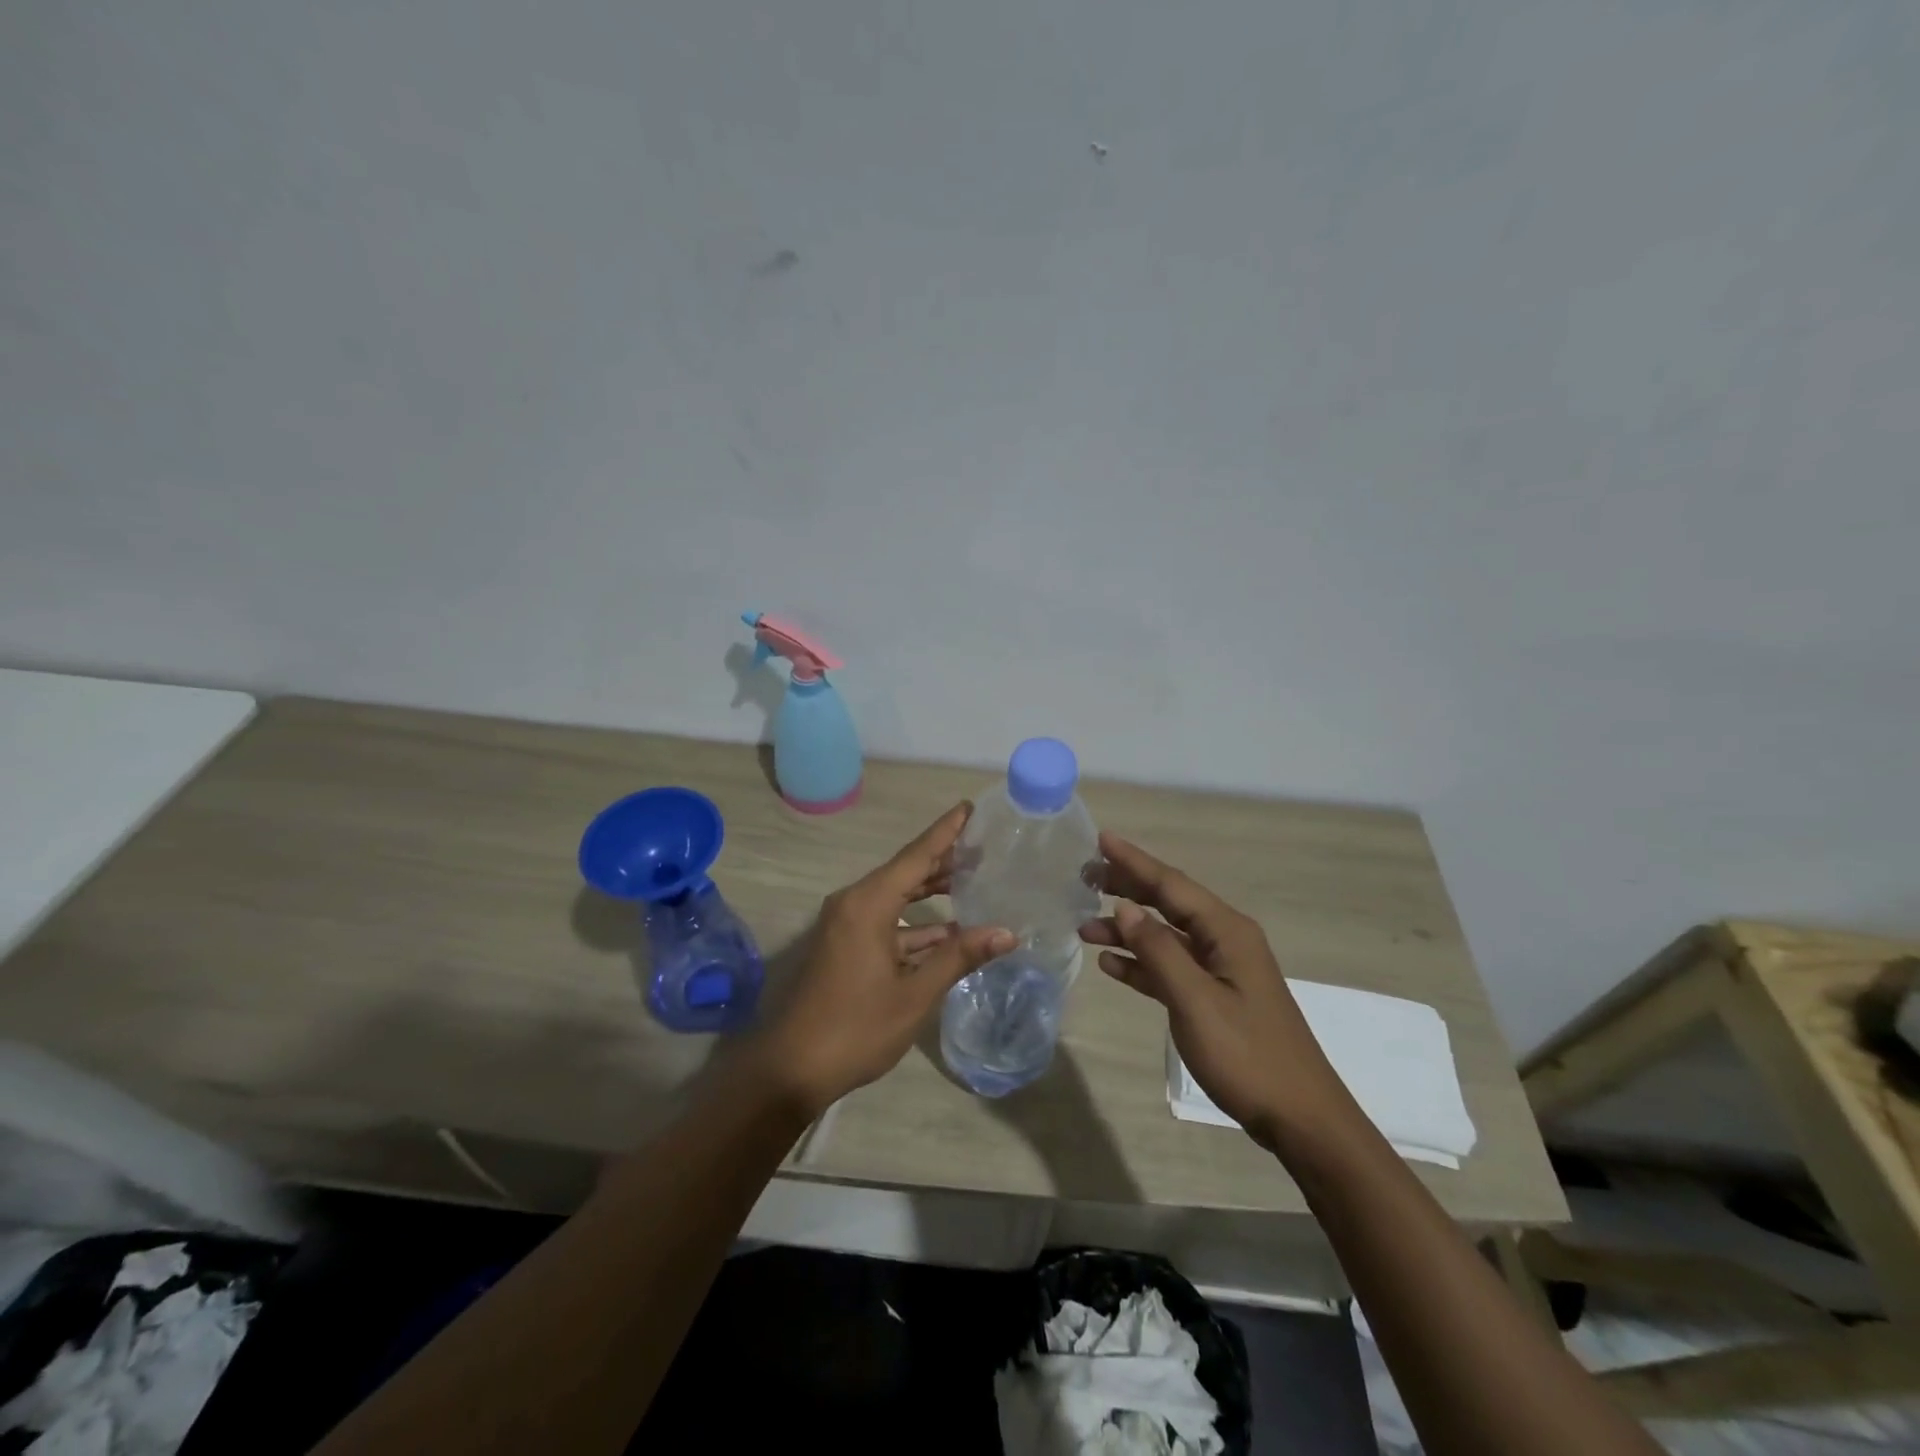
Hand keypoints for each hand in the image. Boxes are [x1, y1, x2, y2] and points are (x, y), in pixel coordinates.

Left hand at [750, 803, 1013, 1116]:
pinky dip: (916, 923)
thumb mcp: (915, 994)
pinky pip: (887, 921)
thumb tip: (1007, 933)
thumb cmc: (856, 1027)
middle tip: (983, 843)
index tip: (969, 807)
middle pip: (906, 871)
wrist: (793, 1068)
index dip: (945, 832)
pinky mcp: (846, 945)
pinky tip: (949, 929)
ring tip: (973, 877)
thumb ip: (959, 957)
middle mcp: (855, 903)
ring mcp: (847, 925)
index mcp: (868, 904)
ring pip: (897, 896)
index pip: (916, 856)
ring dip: (931, 890)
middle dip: (943, 858)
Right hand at [1081, 832, 1349, 1149]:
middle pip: (1168, 902)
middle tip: (1084, 877)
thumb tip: (1125, 905)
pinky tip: (1111, 964)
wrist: (1300, 1118)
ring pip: (1165, 936)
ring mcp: (1221, 969)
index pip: (1171, 883)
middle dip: (1127, 888)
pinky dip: (1141, 963)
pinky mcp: (1215, 997)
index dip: (1133, 861)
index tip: (1099, 838)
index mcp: (1226, 931)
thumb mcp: (1196, 1001)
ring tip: (1083, 926)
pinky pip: (1171, 968)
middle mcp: (1224, 940)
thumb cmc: (1247, 1055)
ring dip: (1127, 930)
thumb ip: (1158, 950)